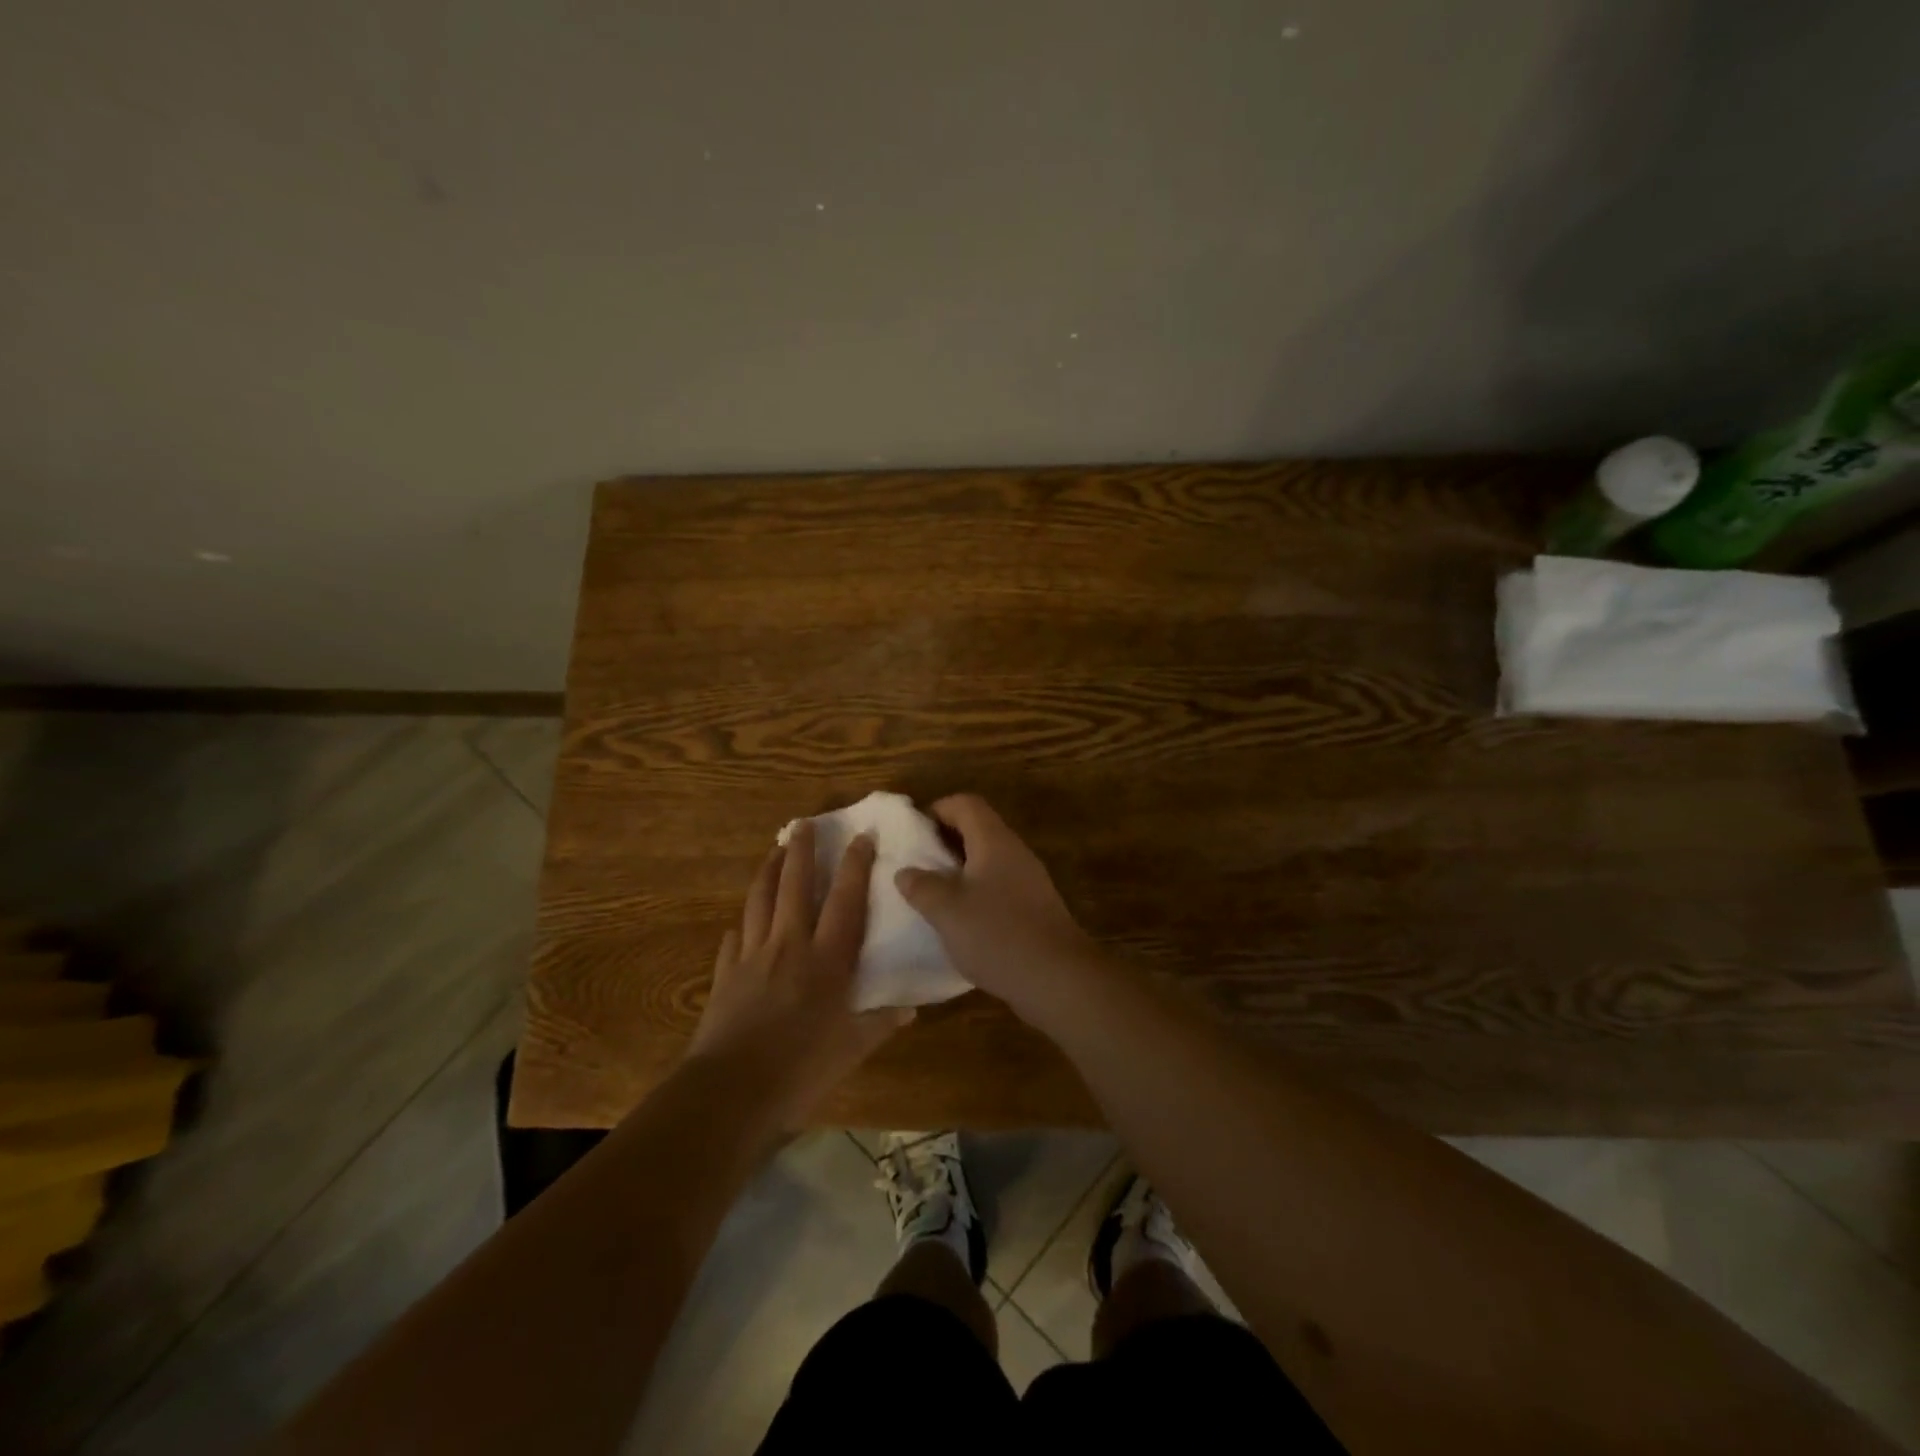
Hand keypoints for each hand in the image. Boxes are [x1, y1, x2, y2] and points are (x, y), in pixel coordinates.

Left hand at [687, 823, 910, 1126]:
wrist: (731, 1090)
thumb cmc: (800, 1069)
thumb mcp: (851, 1050)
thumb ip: (880, 1023)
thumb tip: (910, 1009)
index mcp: (826, 960)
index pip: (846, 901)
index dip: (856, 866)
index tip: (861, 835)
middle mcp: (790, 946)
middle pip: (795, 886)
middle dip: (801, 851)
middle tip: (803, 824)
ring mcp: (753, 956)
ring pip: (760, 900)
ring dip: (768, 871)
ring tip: (775, 851)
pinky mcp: (725, 974)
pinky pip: (734, 939)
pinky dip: (741, 925)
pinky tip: (741, 923)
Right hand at [893, 794, 1103, 1028]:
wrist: (1058, 978)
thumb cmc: (997, 935)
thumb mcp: (947, 911)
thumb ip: (921, 886)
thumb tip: (905, 871)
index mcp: (994, 841)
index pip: (966, 804)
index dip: (937, 809)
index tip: (912, 831)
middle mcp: (1014, 852)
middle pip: (978, 829)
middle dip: (945, 841)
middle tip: (916, 863)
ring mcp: (1029, 880)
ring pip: (988, 859)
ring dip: (959, 869)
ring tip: (932, 892)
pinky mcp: (1034, 907)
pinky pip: (999, 885)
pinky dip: (976, 891)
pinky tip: (961, 920)